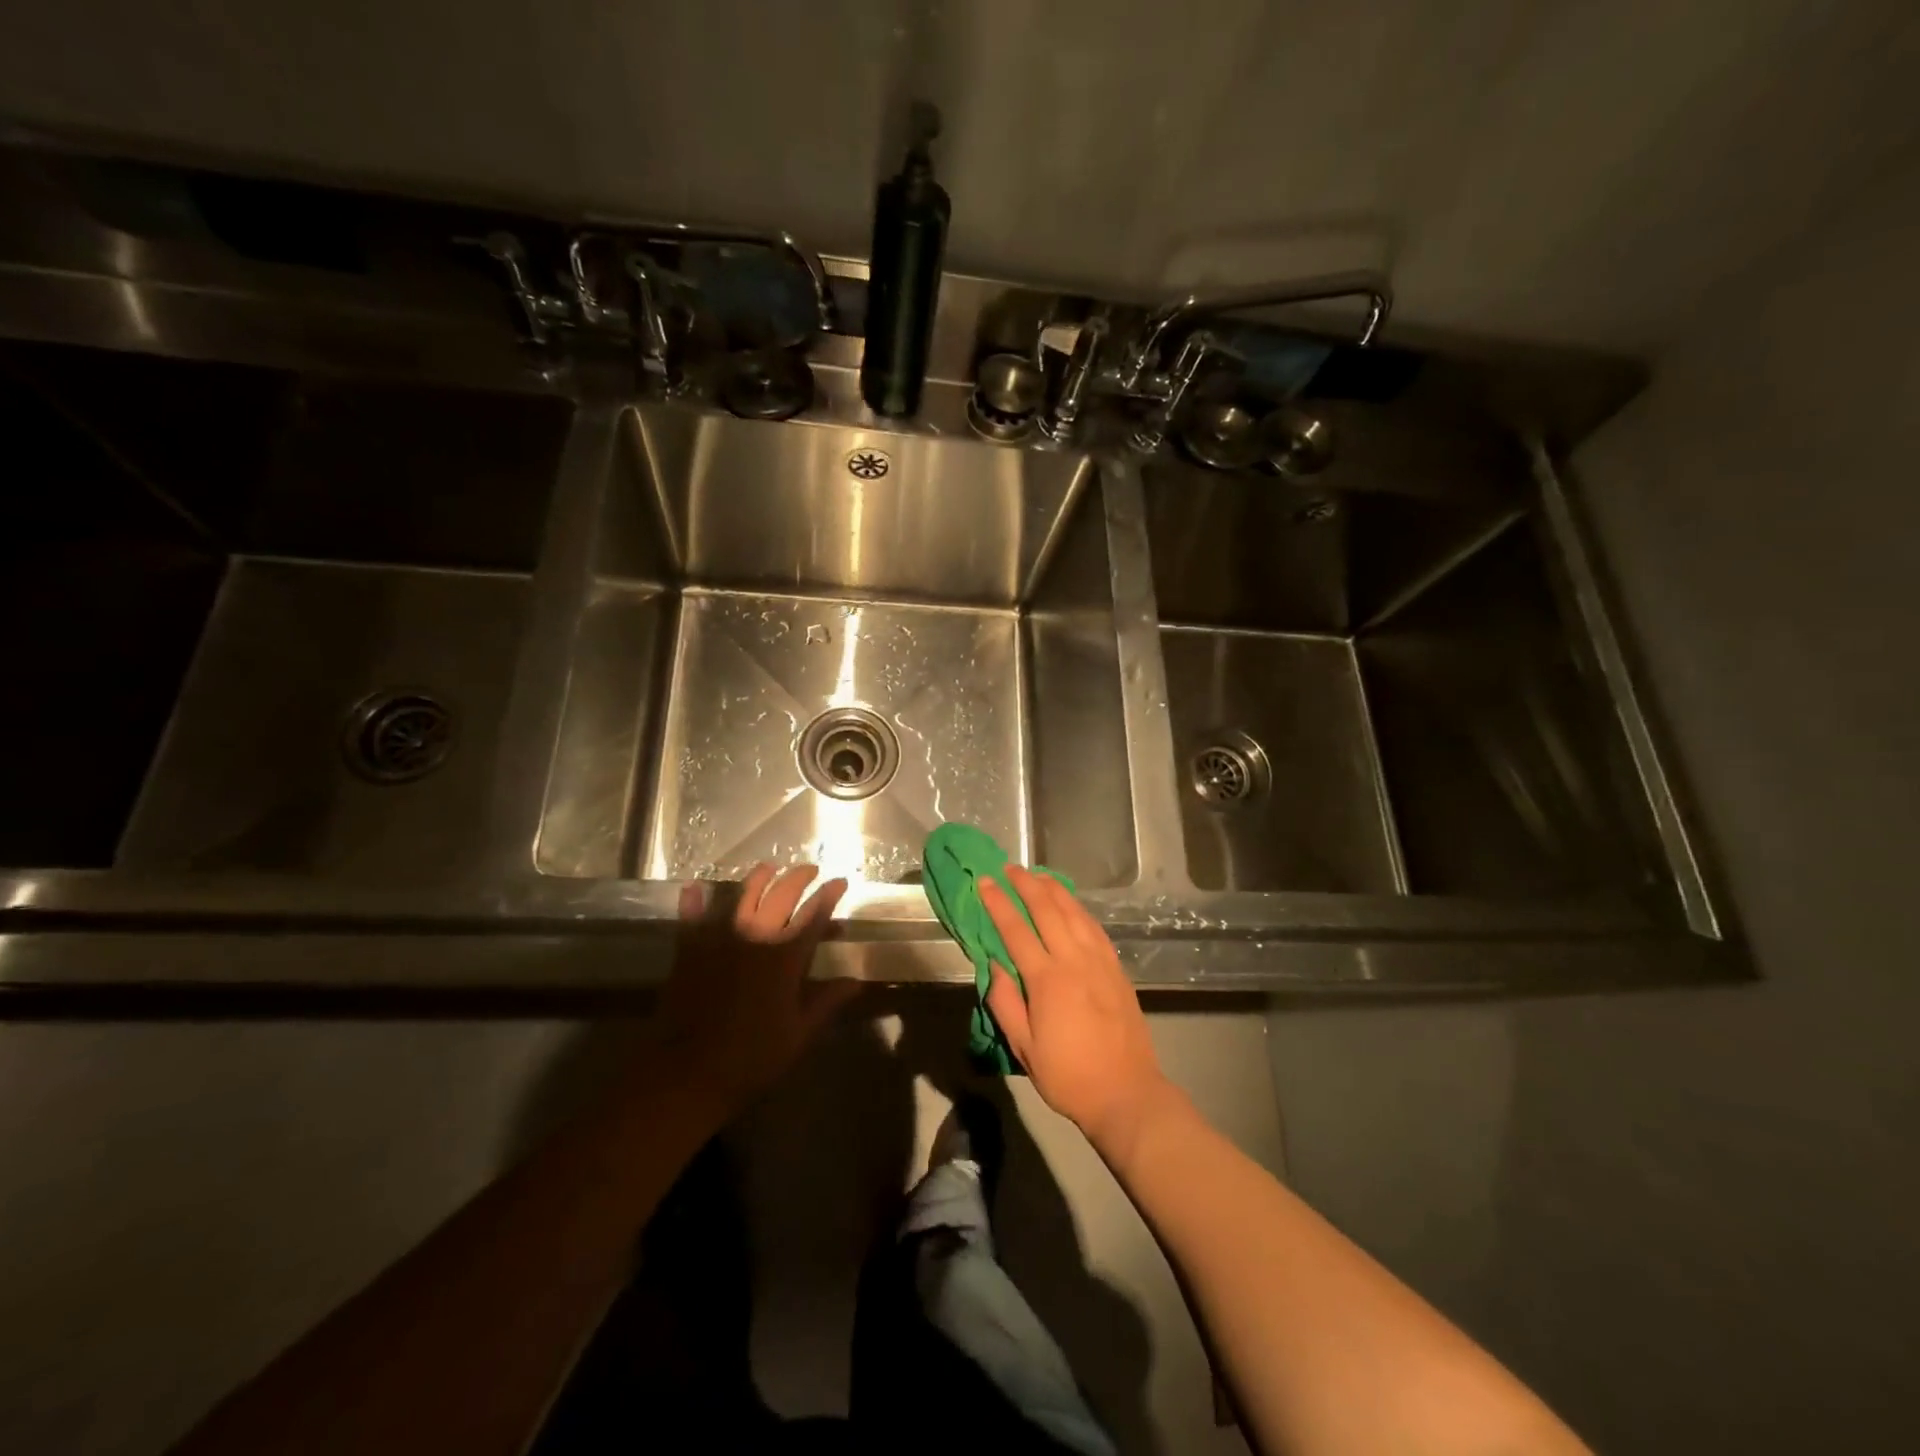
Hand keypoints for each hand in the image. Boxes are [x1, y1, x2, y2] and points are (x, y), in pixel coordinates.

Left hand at [651, 863, 859, 1117]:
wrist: (688, 1073)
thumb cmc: (752, 1058)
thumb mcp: (798, 1034)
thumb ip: (826, 1002)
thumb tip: (856, 982)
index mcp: (786, 959)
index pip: (814, 916)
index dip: (828, 896)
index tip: (840, 881)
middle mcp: (756, 939)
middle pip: (781, 896)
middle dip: (798, 878)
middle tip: (809, 870)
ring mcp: (720, 942)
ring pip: (741, 898)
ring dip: (757, 879)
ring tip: (768, 868)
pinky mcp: (690, 952)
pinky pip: (692, 919)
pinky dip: (693, 902)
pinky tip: (693, 887)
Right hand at [980, 866, 1177, 1152]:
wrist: (1126, 1093)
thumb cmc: (1068, 1075)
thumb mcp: (1024, 1047)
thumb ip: (1005, 1001)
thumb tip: (994, 963)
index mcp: (1047, 979)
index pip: (1016, 930)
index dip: (997, 903)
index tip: (984, 881)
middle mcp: (1074, 960)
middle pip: (1047, 910)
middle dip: (1025, 885)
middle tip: (1009, 868)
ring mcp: (1100, 961)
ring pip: (1074, 912)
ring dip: (1054, 889)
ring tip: (1037, 874)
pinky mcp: (1116, 968)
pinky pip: (1094, 927)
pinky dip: (1078, 908)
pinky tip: (1071, 904)